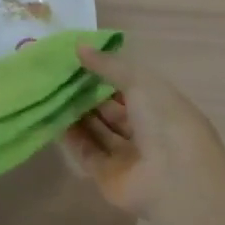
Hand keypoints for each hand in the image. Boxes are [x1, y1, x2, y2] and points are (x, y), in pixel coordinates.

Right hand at [61, 45, 224, 218]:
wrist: (174, 179)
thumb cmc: (164, 121)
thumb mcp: (138, 82)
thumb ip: (108, 65)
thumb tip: (78, 46)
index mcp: (160, 105)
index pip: (130, 86)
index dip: (106, 73)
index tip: (78, 59)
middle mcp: (145, 130)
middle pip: (112, 110)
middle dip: (88, 94)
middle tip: (58, 76)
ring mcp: (127, 155)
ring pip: (98, 131)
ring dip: (77, 114)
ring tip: (50, 92)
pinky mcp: (108, 176)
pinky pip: (87, 152)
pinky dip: (72, 138)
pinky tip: (52, 118)